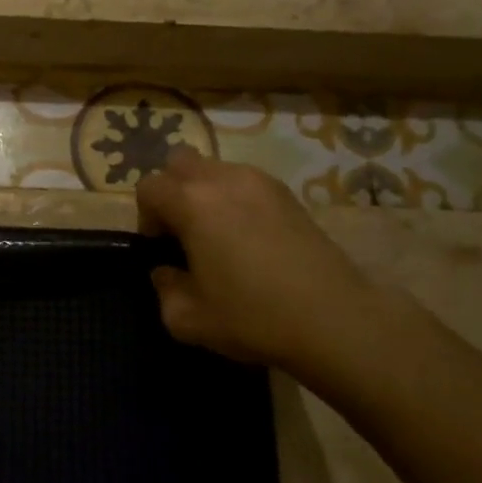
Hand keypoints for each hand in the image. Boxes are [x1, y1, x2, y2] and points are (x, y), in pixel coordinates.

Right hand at [136, 148, 381, 374]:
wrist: (335, 320)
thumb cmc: (253, 317)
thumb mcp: (188, 318)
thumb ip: (164, 290)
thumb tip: (165, 272)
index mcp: (192, 202)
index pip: (149, 187)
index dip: (146, 217)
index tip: (162, 249)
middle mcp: (223, 180)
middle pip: (180, 163)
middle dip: (173, 191)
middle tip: (184, 232)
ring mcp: (261, 182)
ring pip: (215, 169)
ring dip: (206, 193)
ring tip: (219, 236)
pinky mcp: (289, 194)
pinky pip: (247, 182)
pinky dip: (237, 200)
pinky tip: (251, 239)